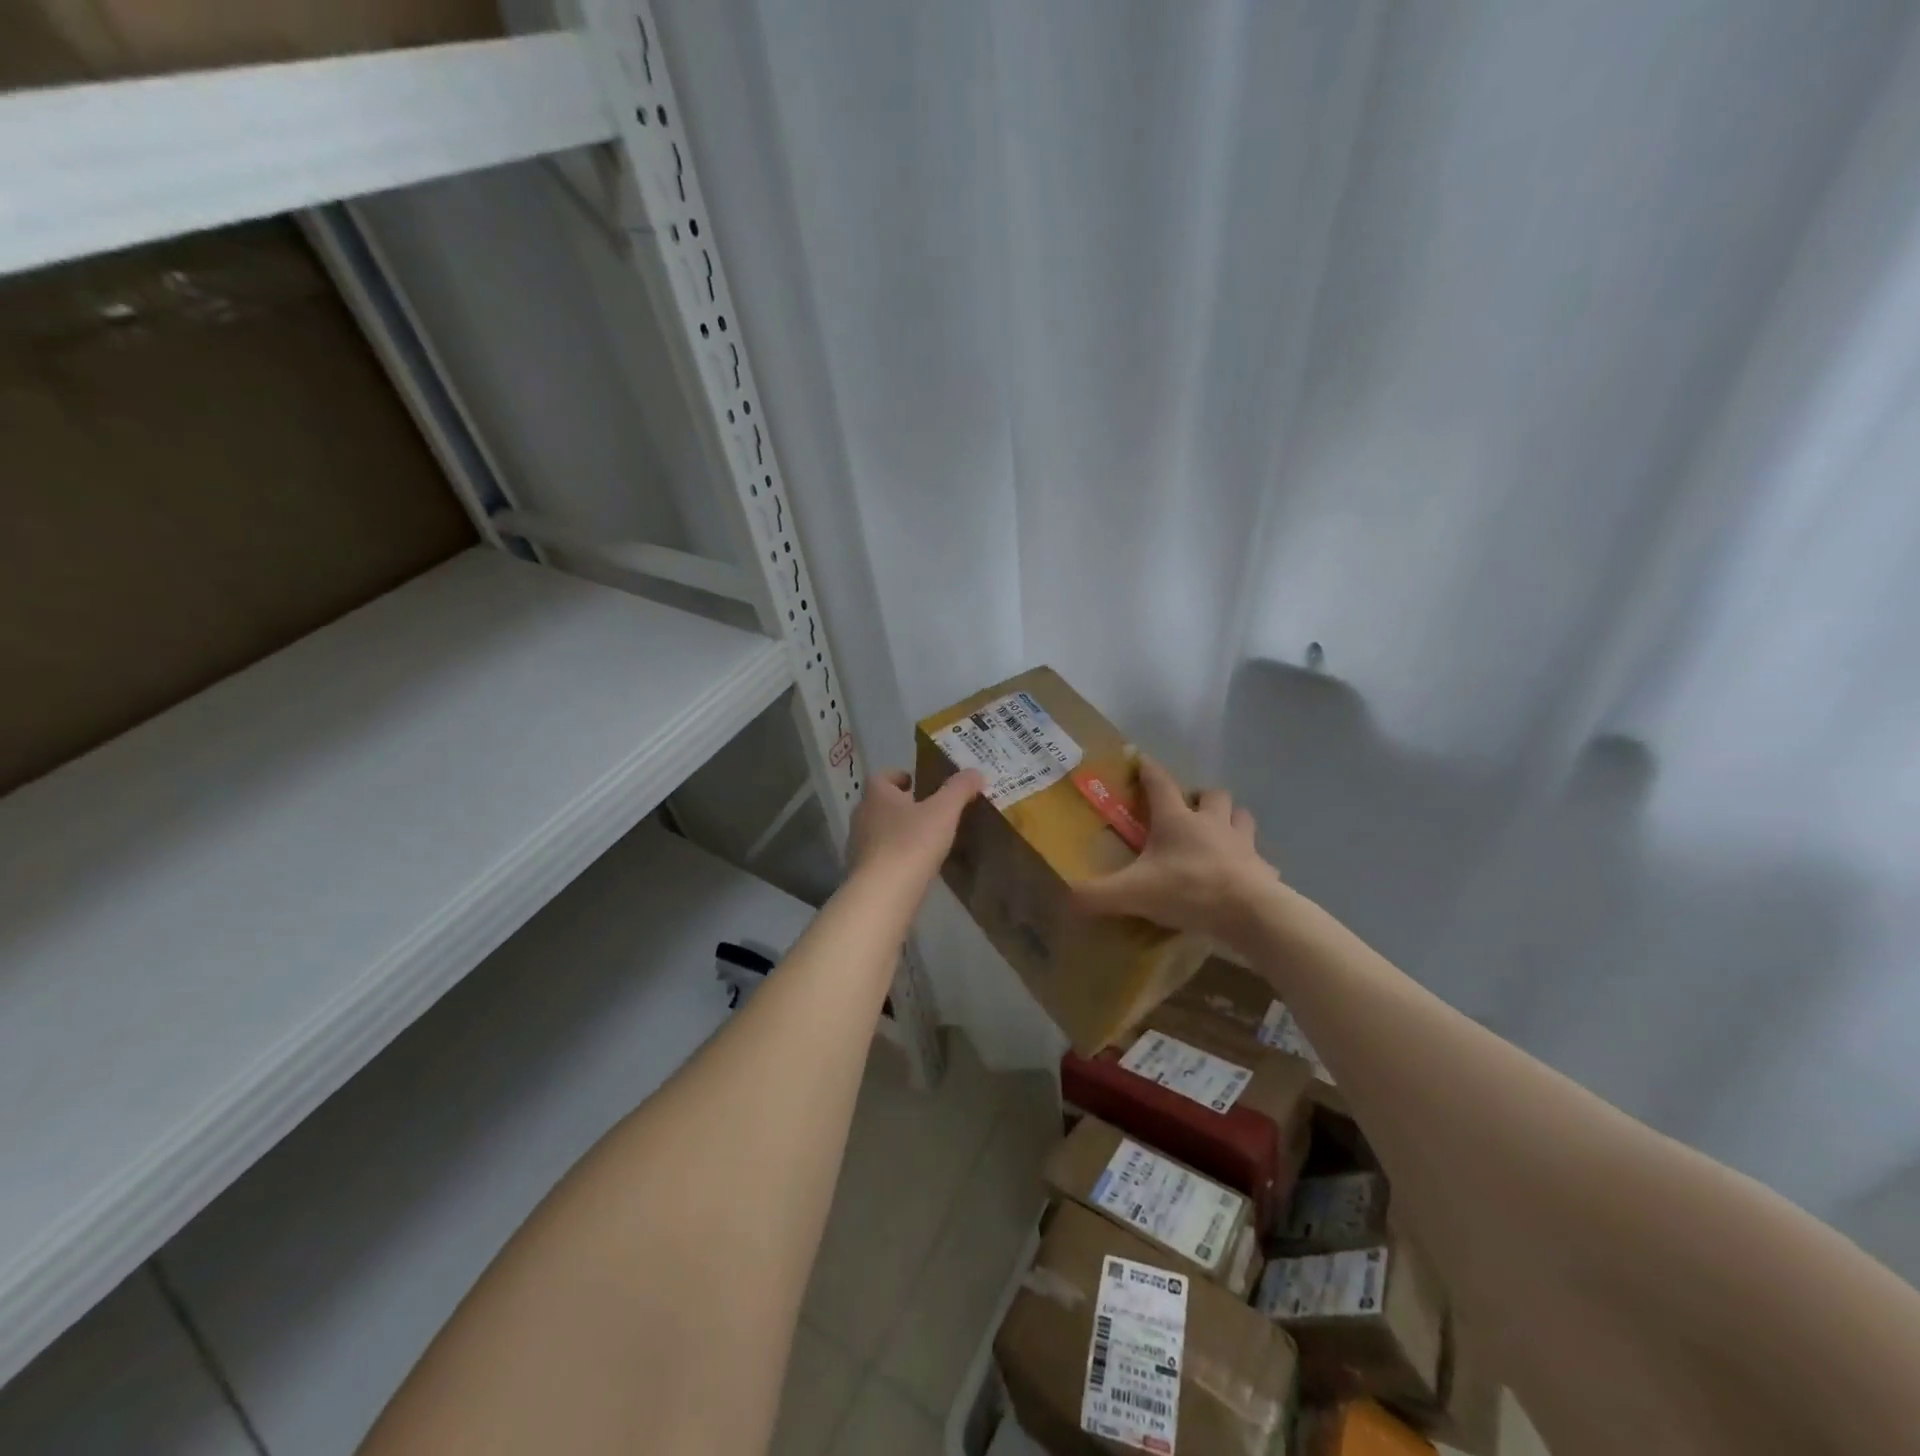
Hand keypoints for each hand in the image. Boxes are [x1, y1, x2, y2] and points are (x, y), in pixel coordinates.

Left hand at [847, 769, 983, 885]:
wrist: (883, 893)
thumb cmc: (912, 843)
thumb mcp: (944, 811)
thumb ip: (959, 789)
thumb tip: (975, 772)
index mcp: (877, 795)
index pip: (881, 777)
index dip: (898, 776)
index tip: (915, 782)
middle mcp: (862, 816)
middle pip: (879, 803)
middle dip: (900, 804)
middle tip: (925, 810)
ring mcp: (857, 846)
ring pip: (877, 830)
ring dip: (896, 831)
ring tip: (923, 839)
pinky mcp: (860, 872)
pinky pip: (878, 856)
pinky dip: (893, 856)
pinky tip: (913, 866)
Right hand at [1071, 755, 1280, 946]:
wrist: (1248, 912)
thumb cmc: (1187, 890)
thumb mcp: (1132, 894)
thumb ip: (1096, 895)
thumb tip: (1066, 897)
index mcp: (1177, 820)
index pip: (1160, 783)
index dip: (1149, 770)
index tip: (1141, 760)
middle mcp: (1212, 823)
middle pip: (1212, 794)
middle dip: (1201, 797)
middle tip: (1188, 812)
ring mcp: (1242, 844)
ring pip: (1241, 817)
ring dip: (1231, 820)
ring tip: (1218, 835)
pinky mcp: (1263, 869)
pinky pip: (1260, 860)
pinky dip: (1252, 864)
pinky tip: (1244, 875)